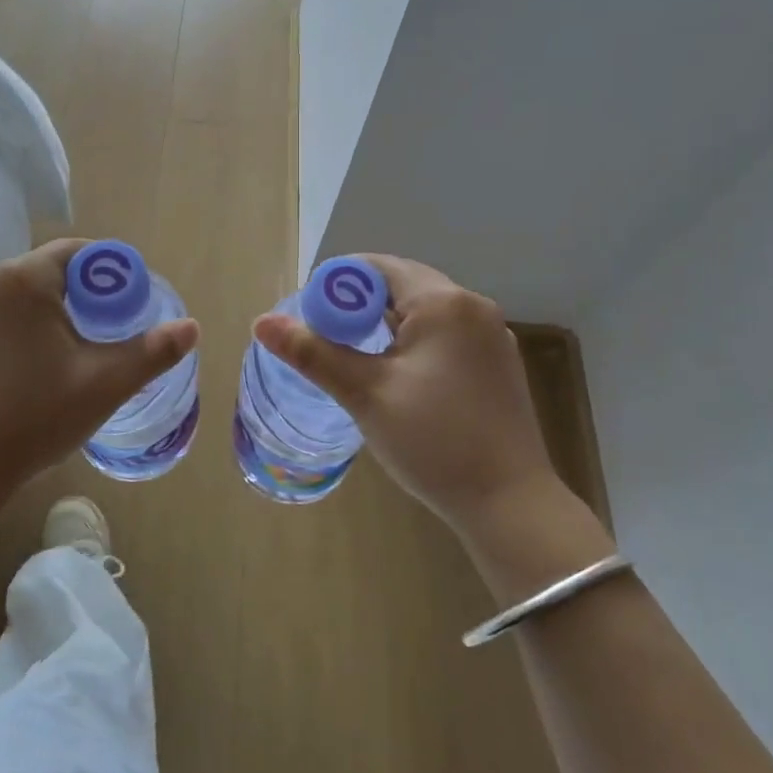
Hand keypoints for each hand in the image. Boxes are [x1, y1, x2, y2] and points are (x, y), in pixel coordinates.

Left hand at [0, 239, 198, 510]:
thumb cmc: (31, 421)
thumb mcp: (103, 386)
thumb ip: (152, 352)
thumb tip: (192, 327)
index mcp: (22, 279)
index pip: (73, 254)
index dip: (99, 275)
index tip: (110, 306)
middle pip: (30, 276)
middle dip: (56, 301)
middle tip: (71, 346)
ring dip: (12, 317)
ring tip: (23, 365)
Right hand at [252, 255, 564, 535]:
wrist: (510, 504)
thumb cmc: (434, 442)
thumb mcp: (365, 394)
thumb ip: (313, 353)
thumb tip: (261, 322)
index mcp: (444, 302)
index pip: (379, 267)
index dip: (339, 284)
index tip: (311, 315)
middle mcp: (473, 306)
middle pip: (403, 285)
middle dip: (360, 305)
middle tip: (326, 338)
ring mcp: (492, 335)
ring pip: (425, 311)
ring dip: (386, 324)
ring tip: (355, 356)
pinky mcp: (497, 363)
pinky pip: (446, 334)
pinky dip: (414, 341)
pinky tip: (397, 374)